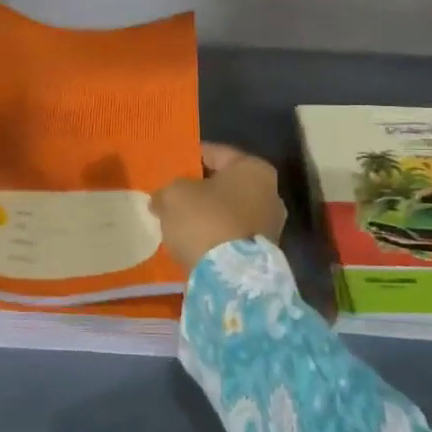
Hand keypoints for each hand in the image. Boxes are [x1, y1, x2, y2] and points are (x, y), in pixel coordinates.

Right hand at [152, 143, 287, 272]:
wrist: (230, 277)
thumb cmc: (205, 220)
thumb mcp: (174, 195)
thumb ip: (166, 191)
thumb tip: (160, 200)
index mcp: (254, 169)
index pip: (217, 153)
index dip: (192, 156)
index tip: (172, 163)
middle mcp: (270, 194)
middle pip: (226, 184)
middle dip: (201, 188)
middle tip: (173, 193)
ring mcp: (270, 227)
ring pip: (230, 212)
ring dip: (208, 215)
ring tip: (179, 221)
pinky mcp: (263, 255)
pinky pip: (232, 236)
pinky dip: (215, 236)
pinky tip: (193, 242)